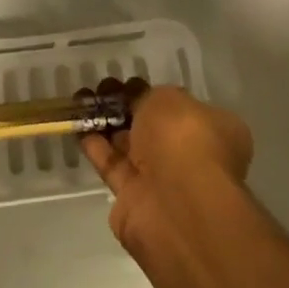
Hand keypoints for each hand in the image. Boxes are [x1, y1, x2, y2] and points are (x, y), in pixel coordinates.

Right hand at [79, 78, 252, 247]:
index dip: (153, 92)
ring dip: (105, 121)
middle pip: (151, 125)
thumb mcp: (168, 98)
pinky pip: (111, 164)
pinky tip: (77, 122)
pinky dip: (94, 144)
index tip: (129, 82)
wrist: (174, 205)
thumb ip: (151, 97)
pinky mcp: (132, 198)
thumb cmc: (183, 139)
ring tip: (82, 97)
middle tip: (103, 86)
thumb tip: (142, 101)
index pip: (181, 106)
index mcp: (211, 129)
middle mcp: (188, 155)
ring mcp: (160, 179)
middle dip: (126, 105)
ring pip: (128, 143)